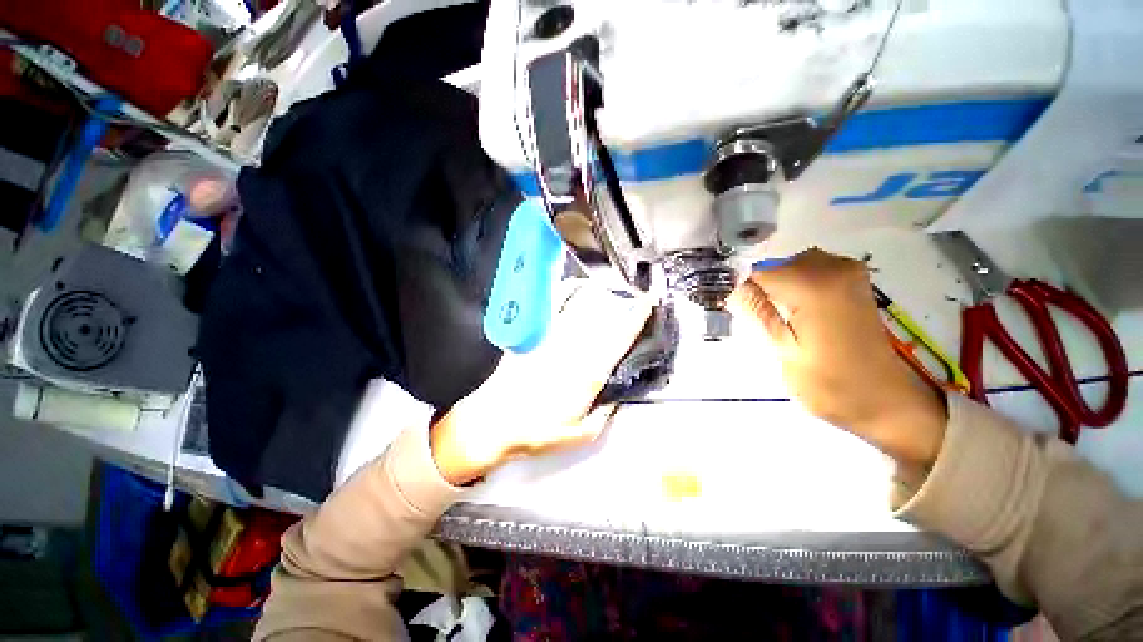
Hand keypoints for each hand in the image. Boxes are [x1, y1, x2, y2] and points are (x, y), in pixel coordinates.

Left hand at [430, 283, 653, 484]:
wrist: (492, 423)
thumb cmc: (535, 432)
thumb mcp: (581, 435)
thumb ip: (604, 413)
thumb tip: (616, 395)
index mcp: (587, 374)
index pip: (619, 338)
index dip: (636, 318)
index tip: (647, 303)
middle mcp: (572, 350)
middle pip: (602, 317)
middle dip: (622, 302)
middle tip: (632, 295)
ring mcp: (551, 339)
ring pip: (580, 307)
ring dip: (598, 293)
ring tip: (609, 287)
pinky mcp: (534, 335)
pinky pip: (552, 306)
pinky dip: (566, 291)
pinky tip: (574, 286)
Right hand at [730, 249, 947, 466]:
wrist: (884, 400)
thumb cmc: (830, 384)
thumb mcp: (783, 351)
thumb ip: (758, 313)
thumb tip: (732, 287)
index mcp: (813, 286)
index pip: (758, 273)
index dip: (742, 291)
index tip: (736, 311)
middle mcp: (833, 268)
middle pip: (776, 266)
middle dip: (761, 289)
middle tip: (761, 320)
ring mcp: (848, 272)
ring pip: (792, 266)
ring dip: (779, 286)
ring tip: (780, 317)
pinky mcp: (855, 281)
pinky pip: (812, 270)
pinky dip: (797, 284)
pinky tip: (799, 311)